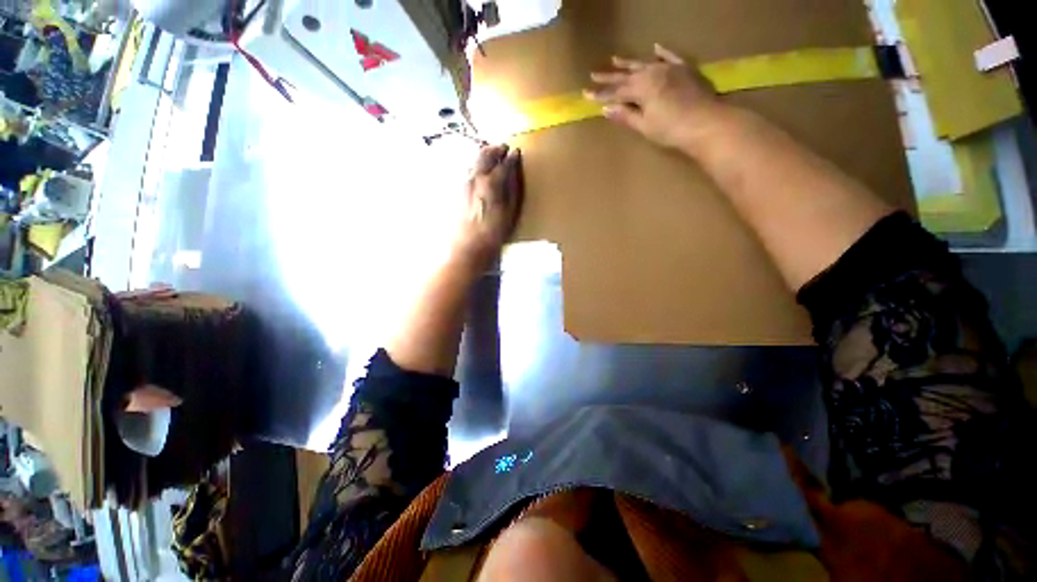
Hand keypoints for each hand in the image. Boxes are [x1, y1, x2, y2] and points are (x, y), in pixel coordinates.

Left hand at [451, 144, 523, 269]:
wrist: (467, 248)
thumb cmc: (493, 234)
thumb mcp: (510, 212)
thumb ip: (513, 186)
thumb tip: (514, 166)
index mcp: (491, 182)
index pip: (503, 162)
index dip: (512, 157)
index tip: (517, 153)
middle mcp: (475, 177)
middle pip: (485, 153)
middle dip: (496, 149)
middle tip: (504, 149)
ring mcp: (463, 182)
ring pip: (474, 160)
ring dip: (484, 156)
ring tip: (493, 160)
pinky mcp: (457, 190)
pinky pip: (468, 170)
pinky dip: (476, 166)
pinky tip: (481, 174)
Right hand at [585, 44, 728, 148]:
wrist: (705, 122)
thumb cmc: (671, 130)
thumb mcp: (644, 125)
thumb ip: (626, 115)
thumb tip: (607, 108)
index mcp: (641, 88)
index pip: (616, 91)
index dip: (601, 94)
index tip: (586, 93)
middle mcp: (653, 73)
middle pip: (627, 75)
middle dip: (609, 76)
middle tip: (593, 73)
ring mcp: (669, 69)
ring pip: (644, 63)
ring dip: (629, 62)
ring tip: (614, 59)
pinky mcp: (684, 69)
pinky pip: (670, 57)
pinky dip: (662, 52)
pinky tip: (654, 48)